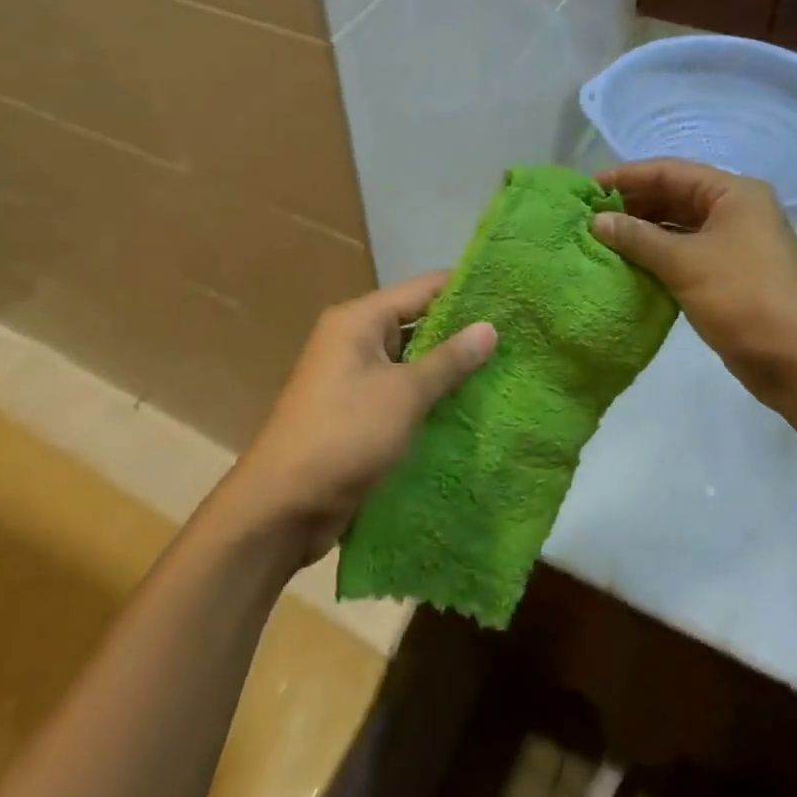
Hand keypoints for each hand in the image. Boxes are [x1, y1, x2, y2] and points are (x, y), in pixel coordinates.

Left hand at [222, 273, 496, 565]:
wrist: (281, 508)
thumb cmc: (344, 435)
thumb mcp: (403, 394)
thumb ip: (449, 360)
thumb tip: (490, 327)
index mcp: (359, 320)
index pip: (422, 288)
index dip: (464, 289)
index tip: (509, 294)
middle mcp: (354, 339)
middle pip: (417, 322)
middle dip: (461, 332)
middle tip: (515, 336)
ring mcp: (354, 377)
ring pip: (412, 361)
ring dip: (448, 368)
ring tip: (504, 368)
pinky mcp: (357, 412)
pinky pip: (402, 392)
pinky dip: (430, 396)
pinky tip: (470, 405)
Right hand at [592, 159, 796, 420]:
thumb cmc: (744, 297)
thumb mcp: (684, 262)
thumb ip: (638, 237)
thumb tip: (597, 220)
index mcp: (733, 193)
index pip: (670, 171)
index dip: (627, 177)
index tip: (588, 188)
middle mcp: (736, 210)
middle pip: (674, 196)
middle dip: (633, 204)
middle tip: (589, 216)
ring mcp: (735, 243)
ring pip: (678, 226)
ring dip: (643, 231)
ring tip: (601, 238)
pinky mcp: (730, 273)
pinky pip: (686, 252)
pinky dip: (657, 255)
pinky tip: (628, 263)